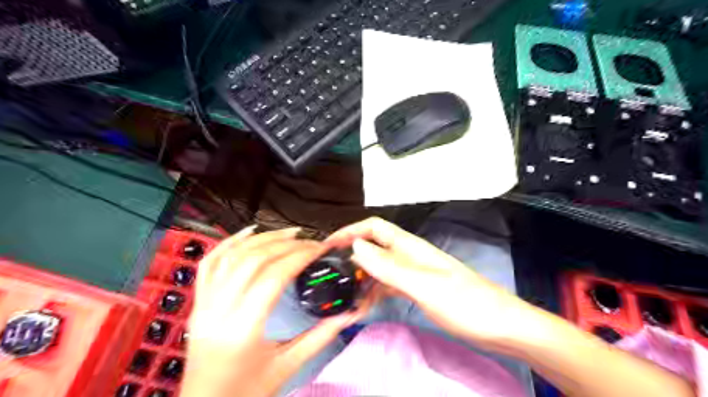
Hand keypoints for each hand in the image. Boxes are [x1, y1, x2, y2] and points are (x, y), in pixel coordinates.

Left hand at [180, 226, 370, 396]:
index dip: (300, 256)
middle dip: (287, 244)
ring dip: (263, 238)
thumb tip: (349, 312)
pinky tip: (250, 231)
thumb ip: (320, 336)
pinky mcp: (198, 302)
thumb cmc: (246, 392)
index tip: (320, 249)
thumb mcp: (288, 366)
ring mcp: (203, 303)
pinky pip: (210, 263)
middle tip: (310, 242)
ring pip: (232, 256)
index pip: (274, 276)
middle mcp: (218, 310)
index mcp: (242, 329)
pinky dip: (230, 242)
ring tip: (290, 233)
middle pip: (254, 260)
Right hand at [326, 217, 530, 343]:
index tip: (328, 245)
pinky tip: (365, 304)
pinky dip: (374, 292)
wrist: (499, 325)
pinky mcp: (416, 288)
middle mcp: (408, 256)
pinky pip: (387, 285)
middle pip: (373, 247)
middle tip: (331, 275)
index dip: (350, 231)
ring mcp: (412, 272)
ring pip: (378, 268)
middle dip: (351, 256)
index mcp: (410, 247)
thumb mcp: (423, 285)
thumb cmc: (465, 302)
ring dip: (361, 278)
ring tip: (345, 295)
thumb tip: (356, 247)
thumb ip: (389, 267)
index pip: (374, 228)